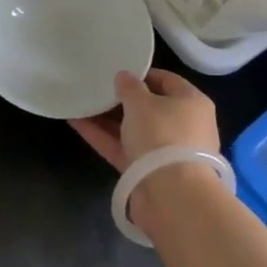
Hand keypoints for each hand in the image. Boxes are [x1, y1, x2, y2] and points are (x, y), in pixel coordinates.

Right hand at [69, 69, 220, 170]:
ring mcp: (164, 151)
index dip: (142, 74)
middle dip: (121, 99)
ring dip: (107, 118)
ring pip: (132, 129)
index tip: (117, 70)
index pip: (167, 81)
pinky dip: (102, 136)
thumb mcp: (142, 103)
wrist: (171, 195)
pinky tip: (76, 122)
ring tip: (80, 102)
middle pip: (149, 107)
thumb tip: (124, 77)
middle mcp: (182, 126)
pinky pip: (122, 148)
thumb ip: (129, 87)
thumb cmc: (162, 136)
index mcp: (191, 103)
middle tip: (95, 87)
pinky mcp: (146, 172)